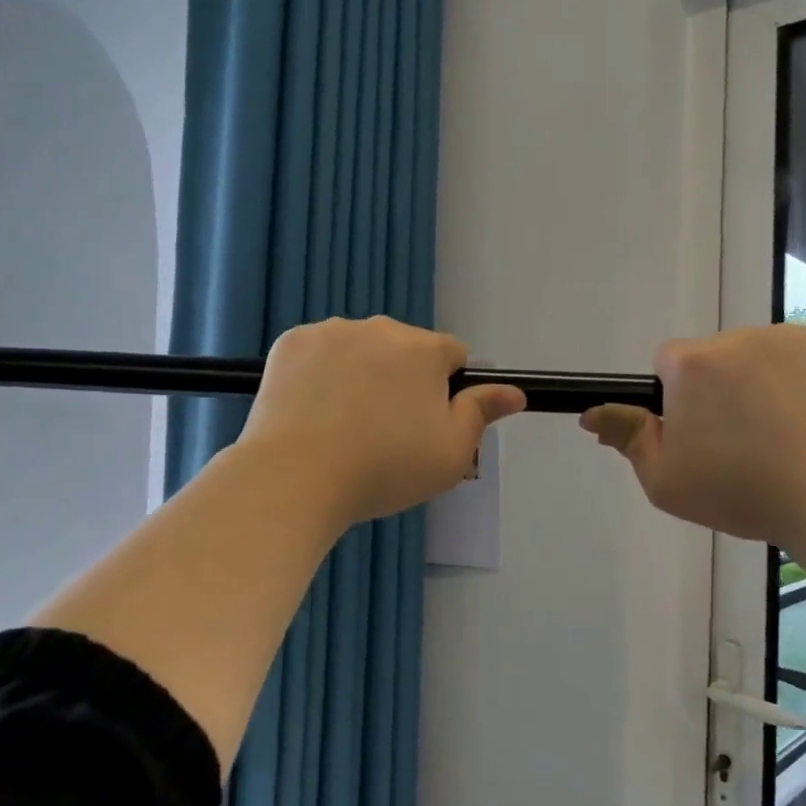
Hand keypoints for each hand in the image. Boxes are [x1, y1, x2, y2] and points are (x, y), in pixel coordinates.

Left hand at [239, 316, 525, 528]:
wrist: (296, 477)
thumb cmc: (384, 469)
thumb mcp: (451, 454)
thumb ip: (482, 413)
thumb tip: (514, 392)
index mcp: (424, 350)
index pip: (453, 355)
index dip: (447, 390)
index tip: (427, 424)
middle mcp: (380, 328)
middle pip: (405, 350)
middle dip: (403, 380)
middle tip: (385, 432)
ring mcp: (330, 331)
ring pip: (361, 349)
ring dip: (362, 373)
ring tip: (343, 424)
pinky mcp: (290, 343)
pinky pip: (319, 352)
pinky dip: (321, 373)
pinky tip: (312, 410)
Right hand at [580, 324, 805, 548]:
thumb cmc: (741, 492)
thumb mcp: (665, 480)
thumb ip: (627, 437)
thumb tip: (591, 412)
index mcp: (691, 364)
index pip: (667, 363)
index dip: (678, 399)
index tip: (699, 434)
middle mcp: (737, 337)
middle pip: (714, 358)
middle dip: (719, 389)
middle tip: (742, 441)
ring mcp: (789, 336)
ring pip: (758, 355)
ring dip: (760, 382)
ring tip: (784, 433)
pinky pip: (801, 355)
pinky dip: (802, 378)